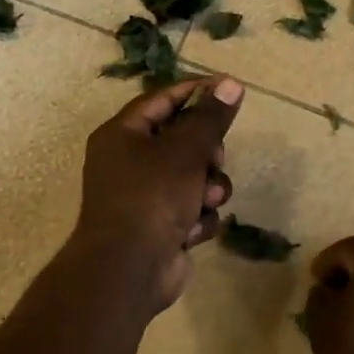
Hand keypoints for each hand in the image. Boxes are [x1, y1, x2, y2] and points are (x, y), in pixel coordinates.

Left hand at [71, 76, 243, 317]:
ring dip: (208, 189)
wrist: (130, 269)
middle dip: (207, 153)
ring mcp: (145, 198)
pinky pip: (193, 210)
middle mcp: (129, 163)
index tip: (230, 88)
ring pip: (195, 178)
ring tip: (206, 200)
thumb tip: (232, 83)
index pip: (162, 99)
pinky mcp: (162, 227)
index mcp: (122, 135)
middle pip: (183, 141)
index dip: (196, 91)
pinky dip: (198, 219)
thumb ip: (211, 117)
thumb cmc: (152, 197)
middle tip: (214, 158)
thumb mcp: (186, 150)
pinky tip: (191, 231)